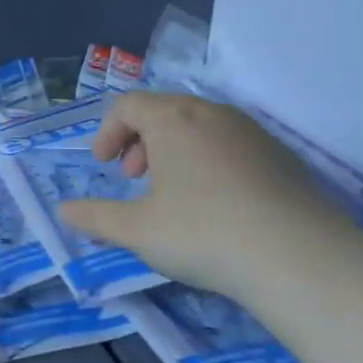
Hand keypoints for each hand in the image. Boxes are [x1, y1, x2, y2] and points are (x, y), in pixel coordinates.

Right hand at [57, 91, 354, 301]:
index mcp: (173, 120)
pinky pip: (231, 145)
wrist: (298, 257)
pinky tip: (215, 205)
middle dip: (140, 140)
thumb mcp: (135, 230)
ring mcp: (253, 133)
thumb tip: (64, 211)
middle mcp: (213, 114)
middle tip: (134, 178)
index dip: (107, 132)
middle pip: (165, 110)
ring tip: (172, 193)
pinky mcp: (282, 157)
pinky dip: (208, 162)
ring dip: (174, 151)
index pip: (128, 104)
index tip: (103, 166)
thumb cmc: (202, 232)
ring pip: (200, 126)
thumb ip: (95, 217)